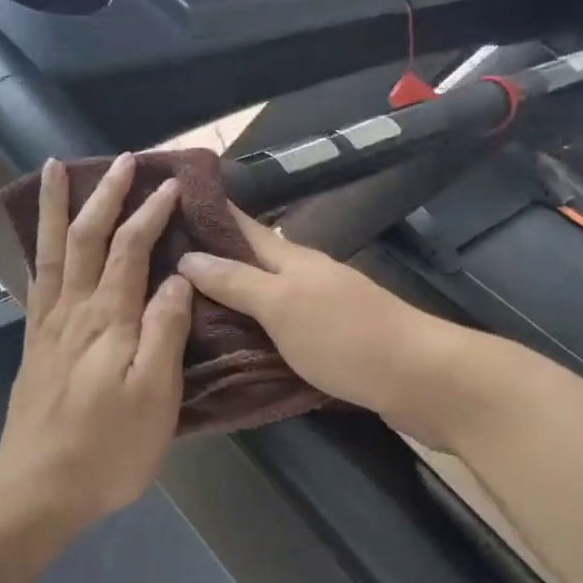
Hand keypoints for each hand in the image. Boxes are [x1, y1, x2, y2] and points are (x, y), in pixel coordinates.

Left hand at [0, 154, 194, 535]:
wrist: (37, 487)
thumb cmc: (107, 449)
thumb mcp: (154, 398)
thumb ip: (164, 334)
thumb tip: (177, 281)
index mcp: (109, 321)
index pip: (130, 250)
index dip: (150, 213)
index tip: (171, 184)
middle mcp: (73, 312)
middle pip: (87, 239)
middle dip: (104, 194)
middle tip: (121, 159)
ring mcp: (48, 326)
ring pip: (53, 252)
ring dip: (59, 208)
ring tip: (55, 169)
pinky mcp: (34, 345)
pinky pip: (35, 282)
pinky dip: (39, 250)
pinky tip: (41, 241)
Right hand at [177, 208, 457, 443]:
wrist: (421, 379)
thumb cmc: (347, 337)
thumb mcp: (283, 306)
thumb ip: (237, 282)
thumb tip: (188, 257)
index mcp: (293, 259)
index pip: (242, 226)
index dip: (210, 212)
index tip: (169, 203)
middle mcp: (305, 277)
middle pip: (252, 260)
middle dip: (211, 259)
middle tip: (162, 264)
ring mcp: (320, 308)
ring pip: (264, 294)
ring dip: (230, 296)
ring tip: (184, 304)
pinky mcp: (330, 341)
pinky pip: (278, 326)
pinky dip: (252, 328)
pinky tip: (232, 342)